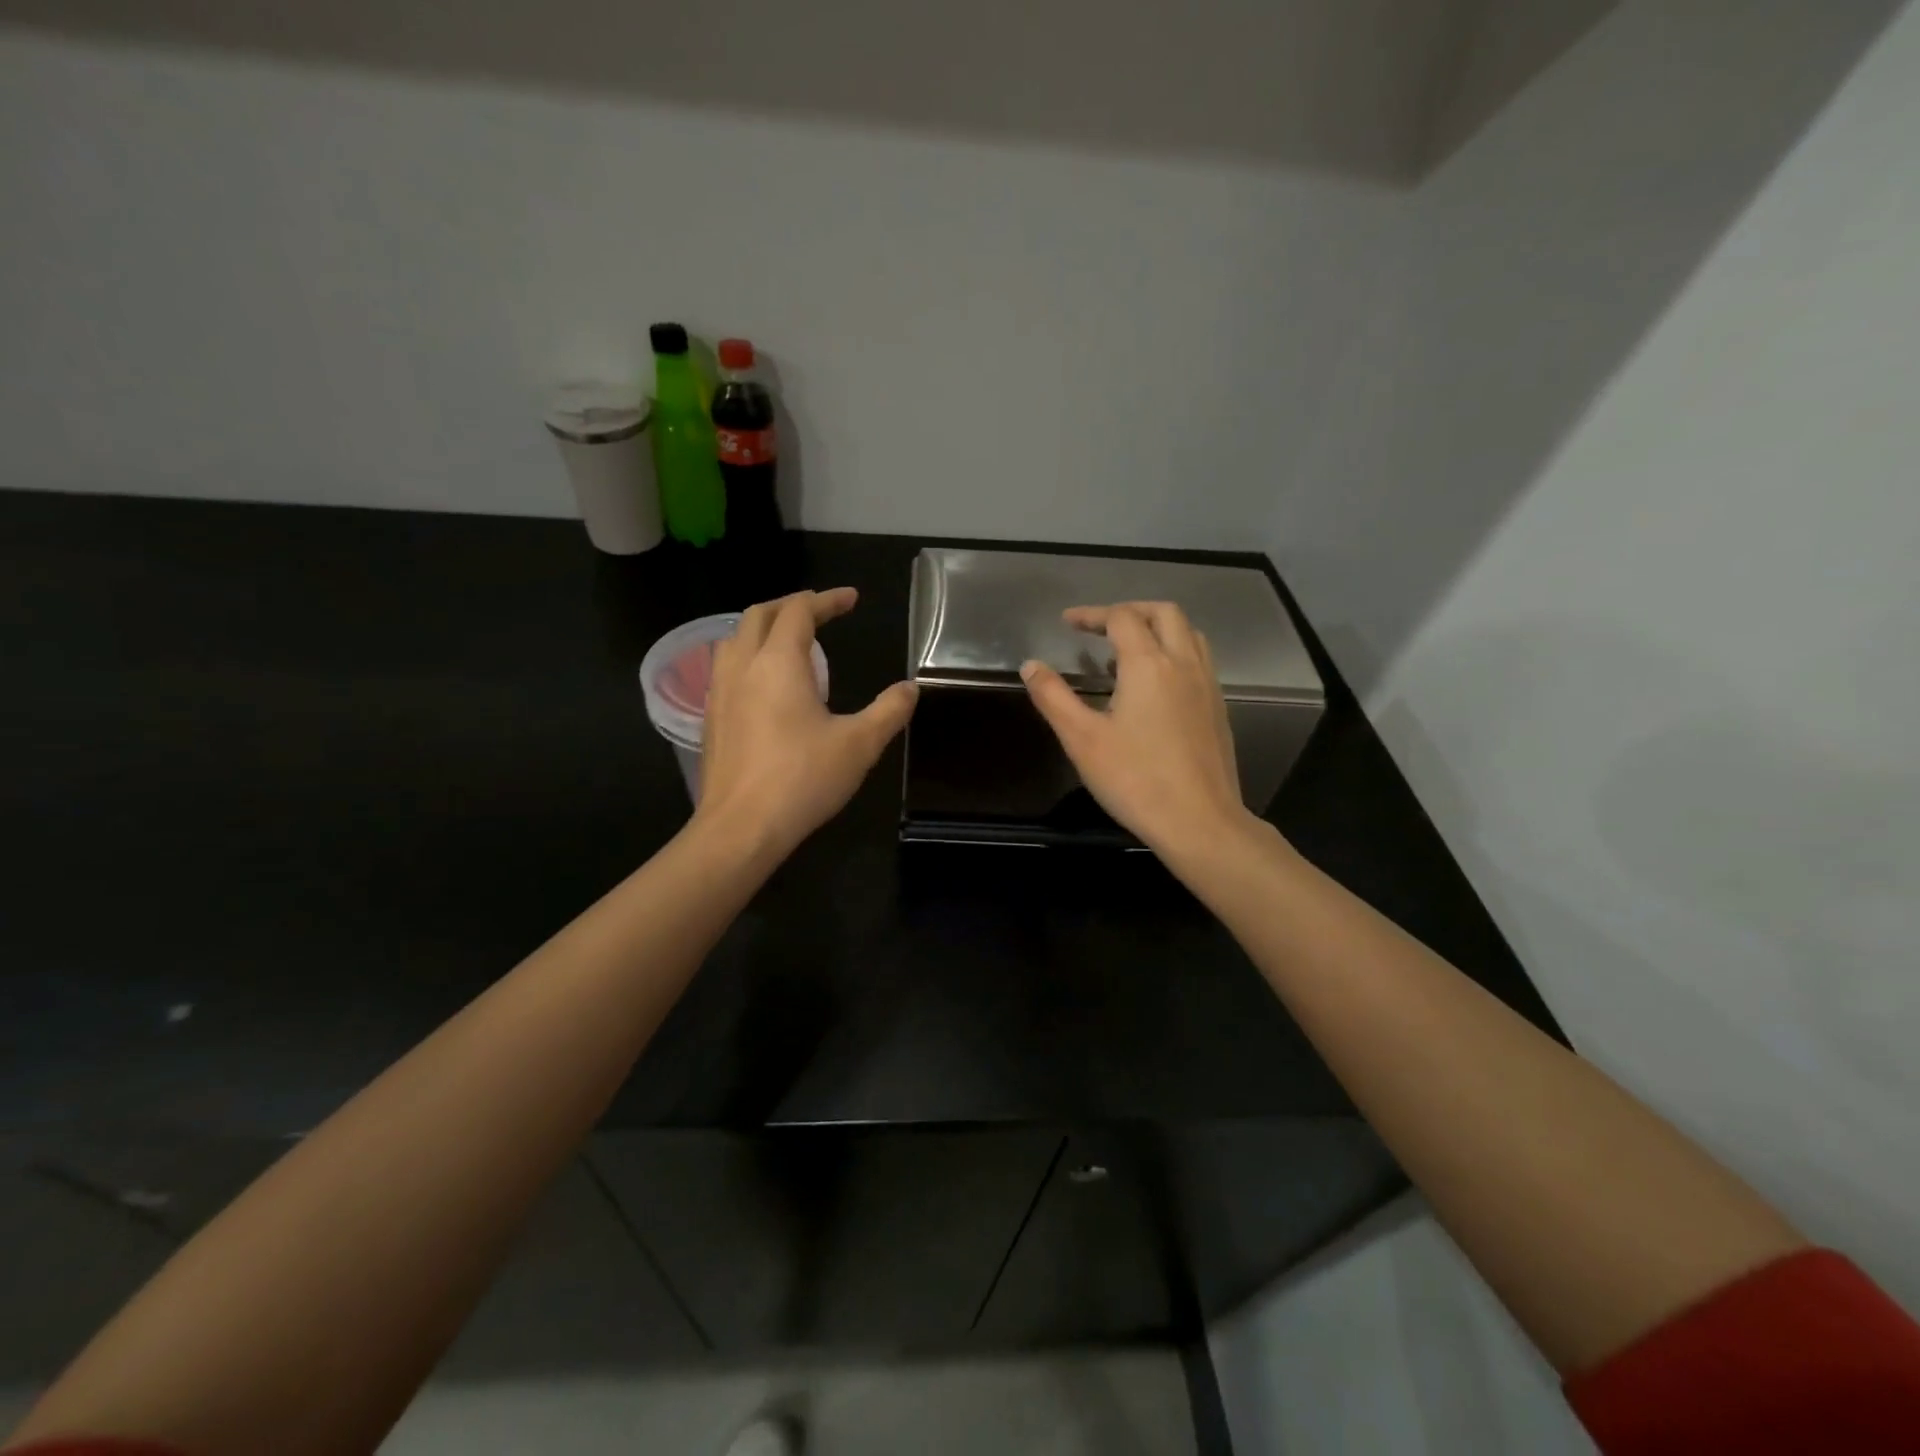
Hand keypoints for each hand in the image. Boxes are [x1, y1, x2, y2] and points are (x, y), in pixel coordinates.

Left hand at [694, 588, 917, 858]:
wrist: (741, 828)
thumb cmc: (803, 780)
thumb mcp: (859, 745)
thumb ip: (889, 711)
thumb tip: (910, 688)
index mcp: (779, 663)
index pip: (799, 611)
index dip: (826, 600)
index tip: (851, 599)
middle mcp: (743, 666)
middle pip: (760, 614)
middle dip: (791, 605)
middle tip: (821, 612)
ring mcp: (720, 691)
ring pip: (736, 638)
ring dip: (764, 627)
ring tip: (790, 641)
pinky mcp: (711, 717)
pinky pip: (726, 666)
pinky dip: (749, 655)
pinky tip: (765, 683)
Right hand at [1021, 601, 1252, 857]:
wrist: (1200, 821)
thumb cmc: (1135, 780)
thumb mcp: (1082, 739)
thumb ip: (1053, 697)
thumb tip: (1031, 665)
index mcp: (1148, 664)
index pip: (1121, 618)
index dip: (1092, 614)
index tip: (1067, 623)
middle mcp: (1183, 663)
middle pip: (1164, 613)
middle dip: (1130, 611)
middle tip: (1100, 626)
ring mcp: (1207, 685)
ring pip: (1188, 633)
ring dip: (1157, 628)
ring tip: (1127, 650)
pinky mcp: (1218, 708)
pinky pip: (1198, 660)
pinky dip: (1174, 652)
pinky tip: (1154, 686)